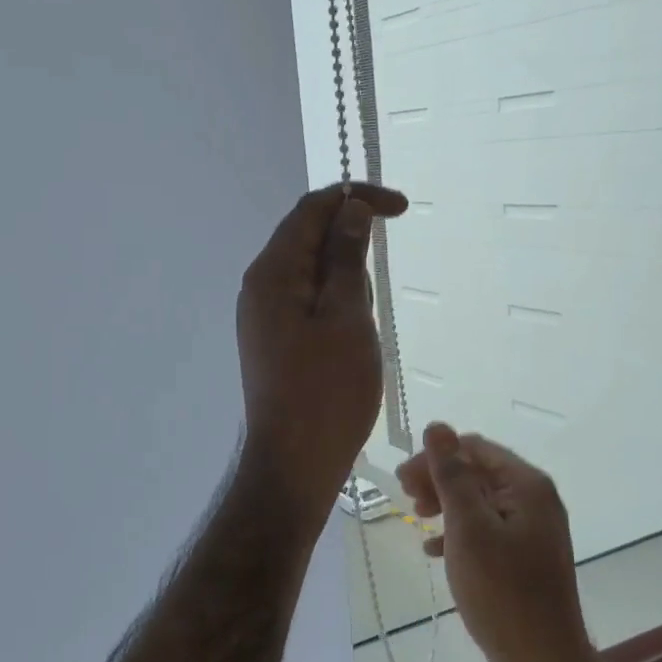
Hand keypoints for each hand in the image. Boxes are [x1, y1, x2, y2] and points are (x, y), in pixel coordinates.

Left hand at [237, 182, 407, 518]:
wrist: (295, 463)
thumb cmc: (327, 391)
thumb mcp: (346, 316)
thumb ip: (346, 257)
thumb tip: (350, 209)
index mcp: (272, 272)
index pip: (312, 209)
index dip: (357, 198)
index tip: (402, 209)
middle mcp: (260, 286)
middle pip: (308, 237)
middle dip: (351, 247)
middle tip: (372, 299)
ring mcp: (264, 315)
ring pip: (312, 273)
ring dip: (346, 282)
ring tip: (359, 332)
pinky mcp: (275, 339)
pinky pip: (308, 302)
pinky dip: (336, 305)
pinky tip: (349, 340)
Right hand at [397, 424, 597, 661]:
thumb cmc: (502, 592)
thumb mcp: (469, 527)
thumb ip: (452, 475)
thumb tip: (437, 426)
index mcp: (526, 485)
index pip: (474, 448)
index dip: (435, 457)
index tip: (402, 480)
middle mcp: (534, 499)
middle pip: (477, 472)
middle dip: (439, 479)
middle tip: (406, 499)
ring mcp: (532, 530)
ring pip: (479, 500)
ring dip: (446, 504)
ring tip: (416, 519)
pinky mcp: (524, 557)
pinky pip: (486, 529)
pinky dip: (458, 532)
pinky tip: (433, 550)